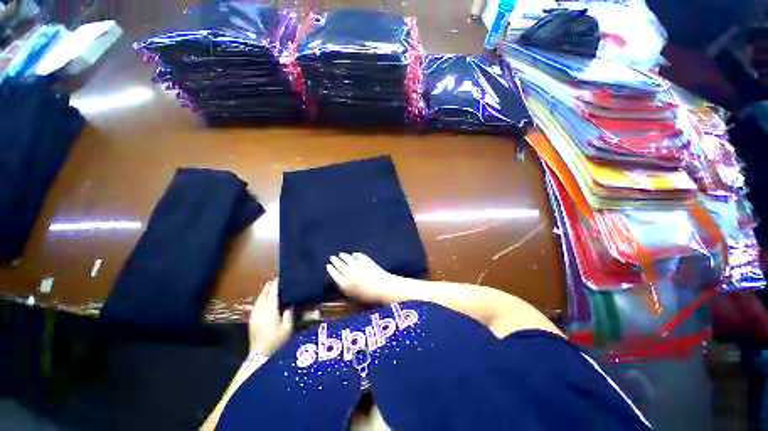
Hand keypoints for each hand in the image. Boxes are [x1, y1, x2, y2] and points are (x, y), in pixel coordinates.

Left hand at [249, 279, 293, 355]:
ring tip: (269, 287)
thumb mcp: (287, 328)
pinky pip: (256, 305)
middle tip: (274, 280)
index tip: (279, 278)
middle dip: (268, 287)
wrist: (260, 355)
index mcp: (270, 312)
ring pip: (259, 300)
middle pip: (263, 296)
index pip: (273, 296)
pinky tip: (263, 298)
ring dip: (264, 292)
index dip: (275, 286)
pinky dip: (260, 299)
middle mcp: (260, 312)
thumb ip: (289, 314)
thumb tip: (291, 303)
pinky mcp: (252, 320)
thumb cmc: (276, 341)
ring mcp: (254, 316)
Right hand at [326, 252, 395, 303]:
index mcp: (343, 283)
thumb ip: (345, 289)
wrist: (383, 288)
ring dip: (343, 256)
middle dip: (335, 260)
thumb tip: (340, 282)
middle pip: (339, 264)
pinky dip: (355, 254)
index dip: (330, 269)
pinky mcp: (365, 260)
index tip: (328, 265)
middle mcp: (348, 272)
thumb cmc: (368, 297)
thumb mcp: (353, 297)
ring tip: (341, 254)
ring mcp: (357, 264)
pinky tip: (354, 254)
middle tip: (332, 257)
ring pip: (347, 258)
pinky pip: (358, 255)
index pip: (334, 274)